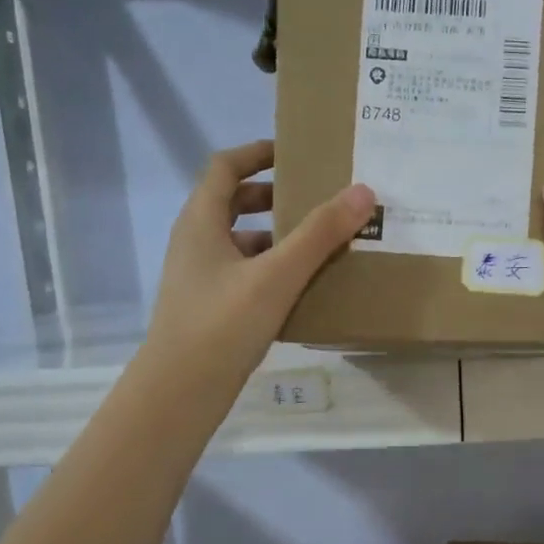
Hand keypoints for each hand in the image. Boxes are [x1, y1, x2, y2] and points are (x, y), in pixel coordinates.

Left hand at [142, 140, 373, 395]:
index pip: (225, 167)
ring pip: (241, 242)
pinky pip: (246, 274)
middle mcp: (196, 242)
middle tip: (317, 200)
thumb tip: (363, 191)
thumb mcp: (277, 275)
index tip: (296, 153)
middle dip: (275, 197)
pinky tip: (304, 288)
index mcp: (201, 221)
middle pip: (233, 203)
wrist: (181, 390)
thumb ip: (320, 234)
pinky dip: (273, 270)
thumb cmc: (223, 323)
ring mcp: (201, 278)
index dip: (258, 153)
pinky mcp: (211, 308)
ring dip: (277, 237)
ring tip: (321, 245)